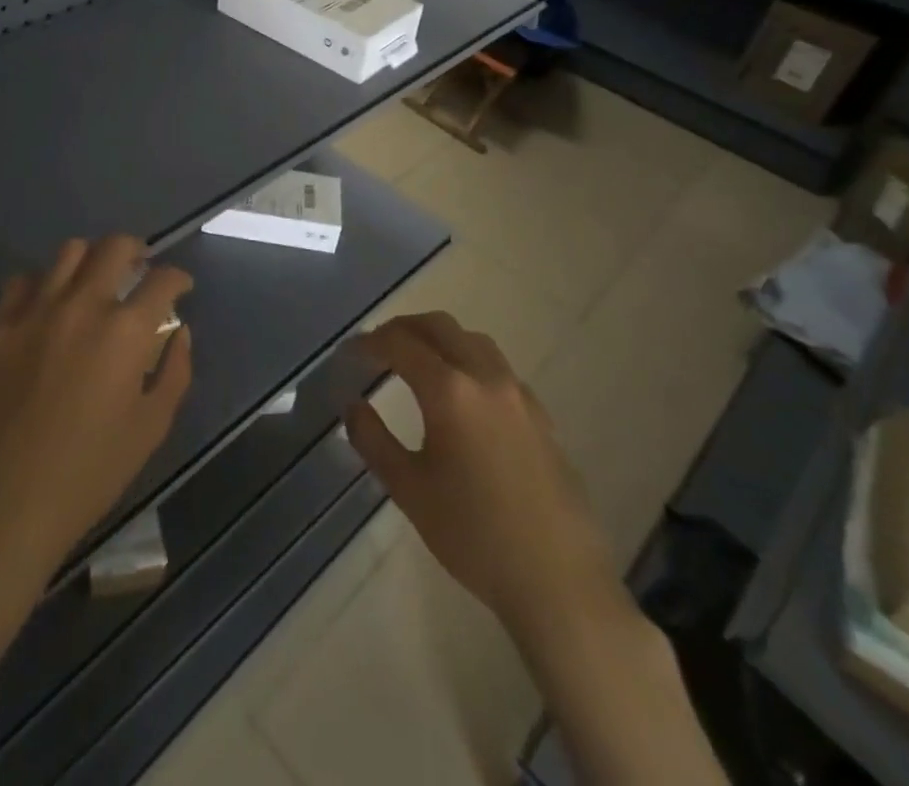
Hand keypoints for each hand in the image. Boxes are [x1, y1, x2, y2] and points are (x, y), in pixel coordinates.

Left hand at [0, 236, 193, 595]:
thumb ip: (174, 372)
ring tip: (96, 278)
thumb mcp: (150, 429)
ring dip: (91, 258)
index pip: (162, 280)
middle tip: (141, 267)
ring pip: (68, 253)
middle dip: (137, 250)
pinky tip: (48, 302)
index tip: (181, 287)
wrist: (3, 506)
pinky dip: (43, 282)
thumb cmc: (88, 474)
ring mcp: (35, 312)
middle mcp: (82, 306)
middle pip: (114, 248)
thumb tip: (180, 333)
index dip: (178, 279)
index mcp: (125, 332)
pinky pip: (23, 282)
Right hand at [344, 312, 614, 642]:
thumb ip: (374, 440)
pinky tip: (462, 397)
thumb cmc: (474, 536)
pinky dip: (469, 361)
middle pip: (440, 326)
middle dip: (404, 328)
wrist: (558, 581)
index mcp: (450, 391)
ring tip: (417, 362)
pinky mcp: (540, 415)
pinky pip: (497, 367)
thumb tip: (353, 406)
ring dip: (439, 339)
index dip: (370, 342)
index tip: (350, 352)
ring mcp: (518, 394)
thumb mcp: (409, 490)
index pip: (401, 344)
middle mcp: (485, 378)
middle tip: (378, 347)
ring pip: (473, 340)